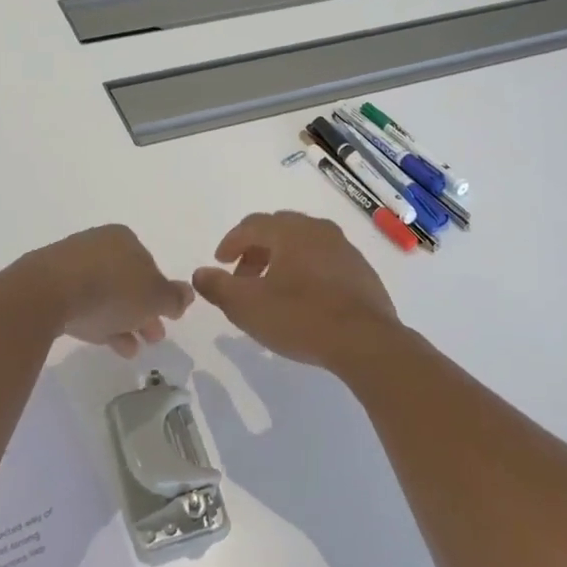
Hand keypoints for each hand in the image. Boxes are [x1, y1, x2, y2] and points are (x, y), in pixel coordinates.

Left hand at [26, 224, 193, 354]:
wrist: (47, 293)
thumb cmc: (111, 289)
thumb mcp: (154, 297)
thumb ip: (174, 297)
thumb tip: (188, 293)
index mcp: (125, 238)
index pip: (151, 266)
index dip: (161, 295)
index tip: (168, 320)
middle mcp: (98, 244)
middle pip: (128, 281)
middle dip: (143, 311)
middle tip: (153, 337)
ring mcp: (70, 264)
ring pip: (105, 295)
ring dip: (122, 321)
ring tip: (131, 350)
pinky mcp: (48, 285)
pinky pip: (81, 303)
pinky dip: (97, 321)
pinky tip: (103, 343)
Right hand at [191, 211, 402, 370]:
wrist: (366, 341)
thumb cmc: (300, 317)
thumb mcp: (247, 306)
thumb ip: (218, 287)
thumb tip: (200, 273)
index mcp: (290, 231)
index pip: (252, 225)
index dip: (231, 242)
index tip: (220, 262)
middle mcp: (318, 230)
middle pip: (279, 230)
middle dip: (256, 250)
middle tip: (243, 277)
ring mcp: (344, 249)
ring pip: (304, 244)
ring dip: (282, 261)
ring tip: (272, 290)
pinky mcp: (361, 271)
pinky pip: (325, 261)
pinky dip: (307, 271)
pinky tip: (305, 299)